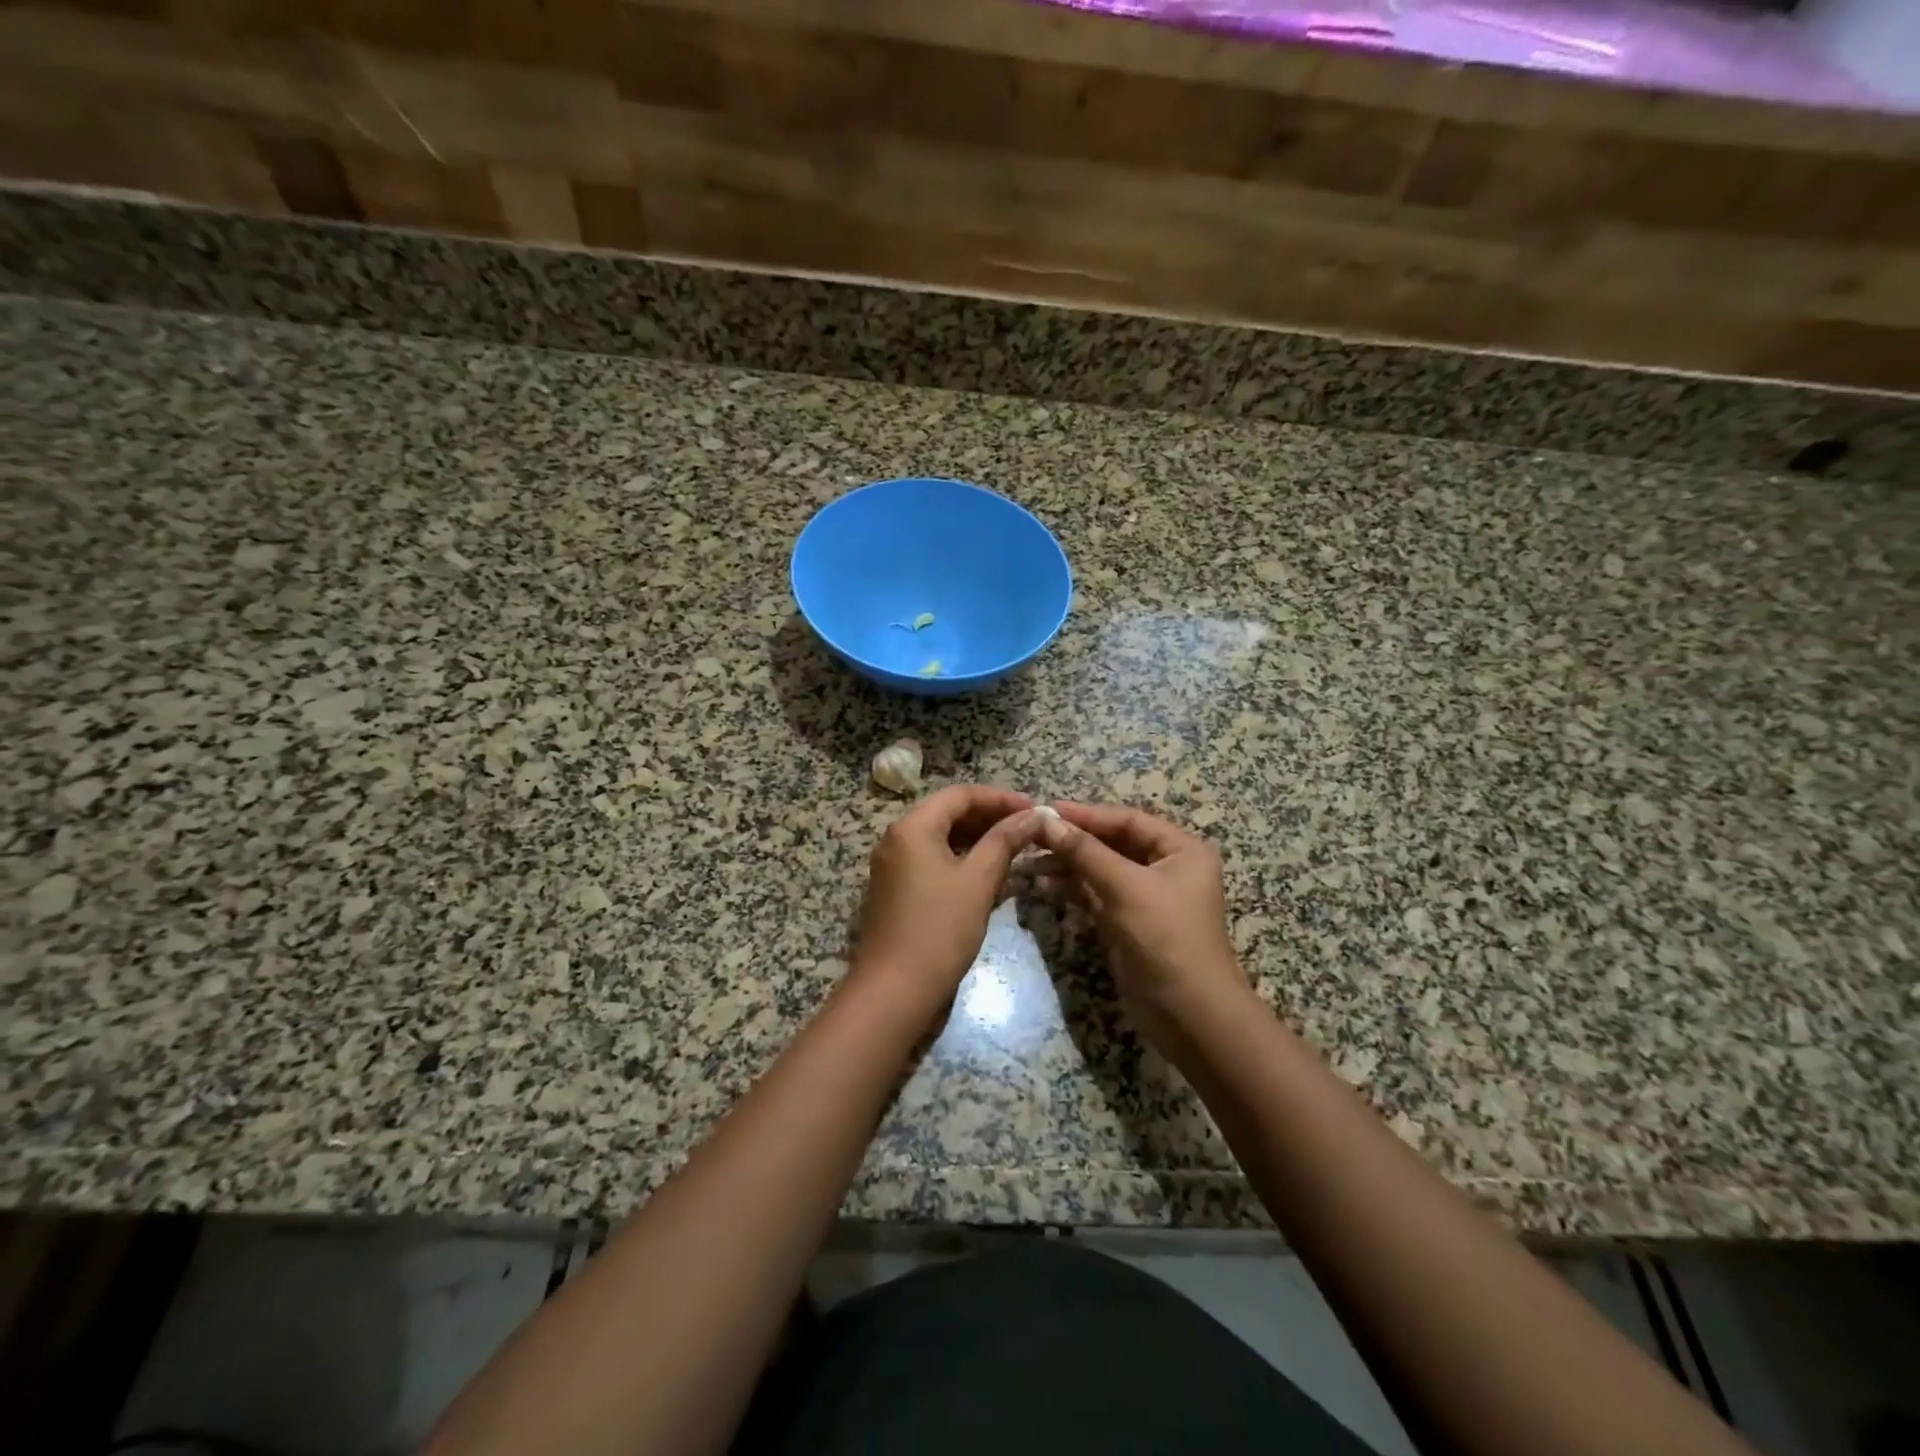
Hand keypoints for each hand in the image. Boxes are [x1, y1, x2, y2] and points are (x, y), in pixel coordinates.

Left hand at [850, 786, 1042, 1021]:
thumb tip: (1032, 815)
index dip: (1000, 798)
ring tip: (1014, 847)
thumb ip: (1004, 841)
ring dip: (977, 838)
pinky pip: (931, 858)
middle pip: (948, 812)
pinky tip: (987, 871)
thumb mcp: (978, 881)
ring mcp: (892, 864)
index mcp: (912, 827)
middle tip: (1027, 828)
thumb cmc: (939, 930)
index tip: (1034, 810)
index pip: (961, 795)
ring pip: (940, 837)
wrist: (894, 990)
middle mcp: (896, 837)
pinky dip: (960, 857)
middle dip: (989, 817)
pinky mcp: (895, 888)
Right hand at [1036, 803, 1253, 1051]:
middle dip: (1074, 840)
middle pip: (1113, 843)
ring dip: (1069, 865)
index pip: (1127, 820)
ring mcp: (1148, 897)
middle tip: (1032, 835)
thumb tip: (1046, 819)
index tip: (1045, 810)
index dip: (1086, 814)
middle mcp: (1168, 868)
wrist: (1190, 1015)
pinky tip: (1044, 884)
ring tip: (1030, 861)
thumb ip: (1085, 851)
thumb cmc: (1165, 938)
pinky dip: (1074, 889)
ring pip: (1102, 869)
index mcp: (1181, 850)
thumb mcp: (1125, 887)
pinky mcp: (1131, 923)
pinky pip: (1098, 895)